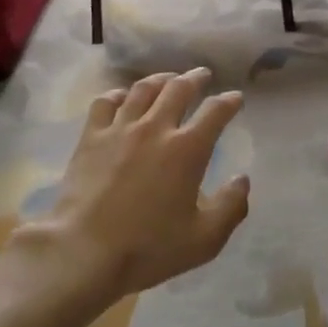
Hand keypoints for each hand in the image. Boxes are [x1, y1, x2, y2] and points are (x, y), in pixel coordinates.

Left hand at [23, 68, 250, 299]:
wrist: (85, 251)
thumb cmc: (149, 248)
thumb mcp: (205, 239)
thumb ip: (231, 207)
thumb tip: (242, 179)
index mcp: (188, 149)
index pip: (215, 112)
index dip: (229, 101)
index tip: (236, 98)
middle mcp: (156, 128)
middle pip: (179, 88)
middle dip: (195, 78)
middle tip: (203, 75)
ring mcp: (120, 129)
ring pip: (143, 89)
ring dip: (161, 79)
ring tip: (169, 78)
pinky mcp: (91, 137)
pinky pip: (106, 102)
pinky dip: (119, 94)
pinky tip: (124, 97)